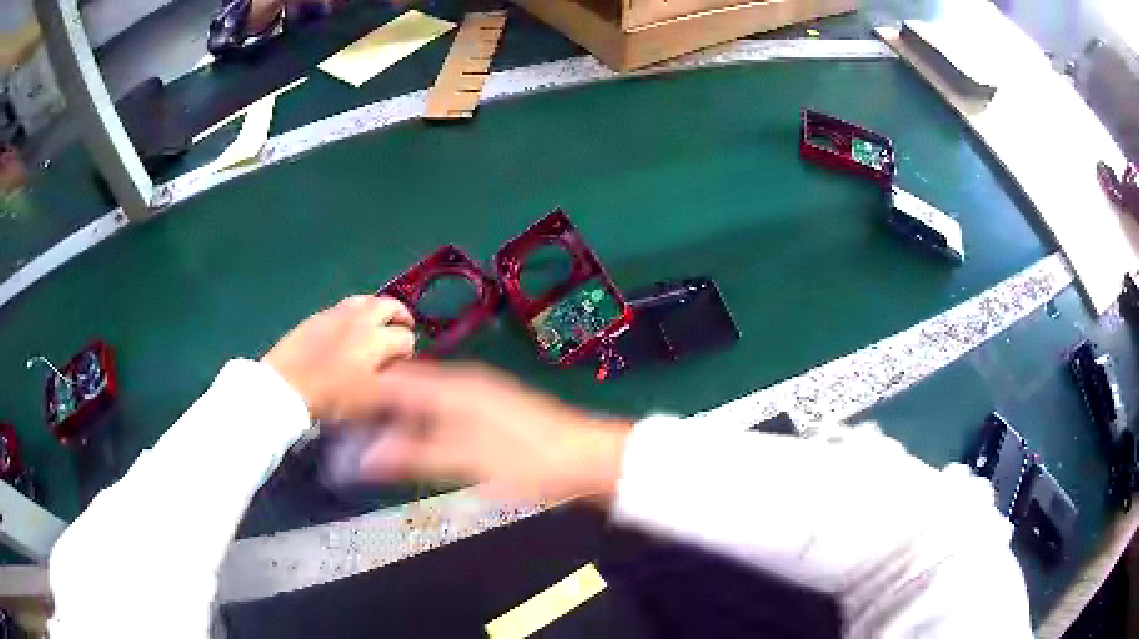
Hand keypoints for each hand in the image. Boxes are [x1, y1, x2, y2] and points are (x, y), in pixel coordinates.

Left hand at [263, 295, 414, 421]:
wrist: (286, 387)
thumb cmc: (331, 398)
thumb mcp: (368, 399)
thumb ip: (390, 381)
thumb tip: (399, 370)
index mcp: (376, 340)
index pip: (405, 337)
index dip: (408, 351)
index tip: (402, 363)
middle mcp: (360, 319)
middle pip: (390, 305)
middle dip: (401, 316)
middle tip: (402, 329)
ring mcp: (338, 313)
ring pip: (367, 299)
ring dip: (378, 309)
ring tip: (377, 323)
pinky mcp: (319, 315)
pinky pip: (345, 306)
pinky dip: (355, 313)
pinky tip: (349, 329)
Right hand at [360, 362, 631, 503]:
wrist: (589, 461)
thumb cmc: (530, 461)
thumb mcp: (467, 461)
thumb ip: (414, 456)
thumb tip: (363, 457)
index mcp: (453, 387)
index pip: (392, 380)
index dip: (361, 391)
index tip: (333, 407)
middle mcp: (463, 384)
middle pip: (406, 387)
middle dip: (375, 404)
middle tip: (345, 427)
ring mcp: (480, 398)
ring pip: (424, 400)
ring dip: (397, 415)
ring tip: (368, 436)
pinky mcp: (492, 416)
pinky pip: (442, 413)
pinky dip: (421, 425)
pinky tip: (414, 442)